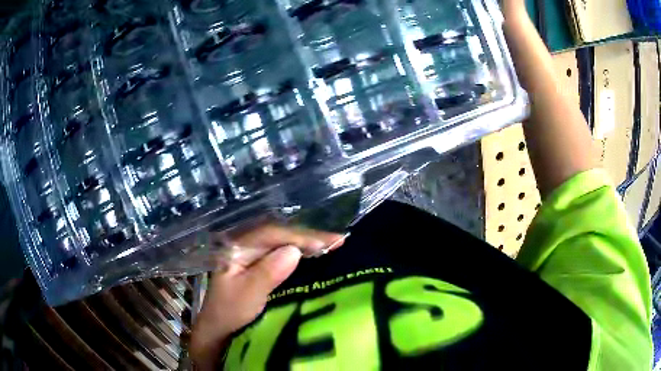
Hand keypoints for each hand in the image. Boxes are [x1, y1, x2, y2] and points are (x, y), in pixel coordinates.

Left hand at [190, 223, 344, 369]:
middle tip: (339, 241)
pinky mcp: (260, 265)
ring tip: (334, 244)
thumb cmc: (230, 312)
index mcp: (237, 247)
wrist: (220, 329)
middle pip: (279, 234)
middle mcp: (246, 245)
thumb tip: (294, 251)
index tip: (326, 244)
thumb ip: (267, 273)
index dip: (299, 237)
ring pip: (283, 242)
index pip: (271, 234)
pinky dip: (302, 253)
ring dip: (308, 243)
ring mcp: (253, 254)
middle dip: (308, 237)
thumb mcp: (247, 295)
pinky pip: (283, 254)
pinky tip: (317, 254)